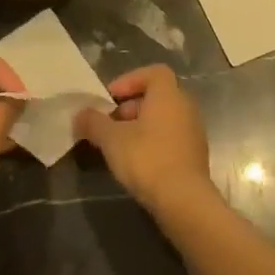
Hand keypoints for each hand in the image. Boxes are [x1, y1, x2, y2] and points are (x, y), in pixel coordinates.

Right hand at [74, 64, 214, 214]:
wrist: (185, 201)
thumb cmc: (147, 159)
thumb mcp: (111, 139)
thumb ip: (93, 122)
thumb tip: (79, 115)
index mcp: (168, 95)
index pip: (153, 72)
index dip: (129, 80)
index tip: (110, 98)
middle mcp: (185, 107)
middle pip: (156, 96)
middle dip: (130, 106)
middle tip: (110, 124)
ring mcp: (194, 132)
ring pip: (163, 118)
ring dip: (140, 126)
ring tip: (119, 146)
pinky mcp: (195, 156)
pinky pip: (171, 138)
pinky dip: (153, 142)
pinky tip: (137, 163)